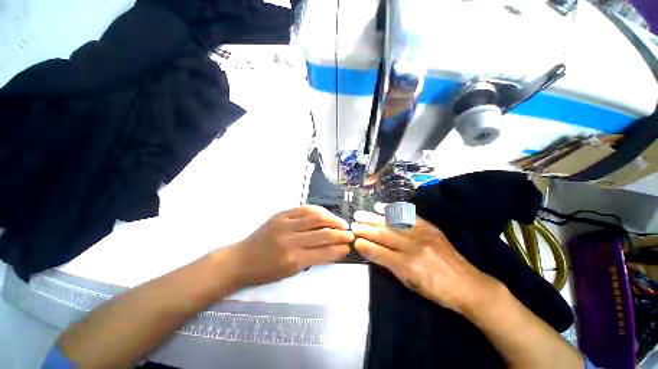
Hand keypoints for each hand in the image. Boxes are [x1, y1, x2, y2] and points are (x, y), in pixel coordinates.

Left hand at [227, 205, 354, 286]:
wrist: (241, 259)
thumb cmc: (265, 271)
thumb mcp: (290, 272)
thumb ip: (311, 260)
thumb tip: (331, 250)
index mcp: (293, 260)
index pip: (323, 252)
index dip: (338, 249)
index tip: (349, 247)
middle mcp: (291, 240)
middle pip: (322, 233)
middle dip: (340, 233)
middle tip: (350, 233)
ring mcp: (285, 224)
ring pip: (315, 218)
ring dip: (332, 219)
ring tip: (341, 222)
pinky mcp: (280, 215)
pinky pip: (303, 209)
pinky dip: (318, 210)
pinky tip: (325, 213)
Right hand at [351, 211, 502, 313]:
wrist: (469, 285)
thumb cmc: (437, 291)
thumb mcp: (411, 284)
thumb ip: (390, 265)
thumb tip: (371, 251)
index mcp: (408, 266)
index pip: (379, 253)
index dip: (365, 246)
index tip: (354, 240)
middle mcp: (413, 247)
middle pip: (383, 235)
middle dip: (365, 229)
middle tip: (352, 224)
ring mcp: (422, 234)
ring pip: (391, 223)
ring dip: (373, 218)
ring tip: (360, 214)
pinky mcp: (429, 227)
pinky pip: (407, 216)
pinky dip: (391, 211)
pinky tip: (380, 207)